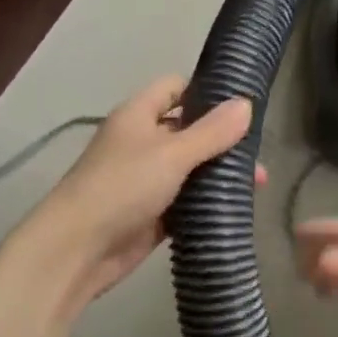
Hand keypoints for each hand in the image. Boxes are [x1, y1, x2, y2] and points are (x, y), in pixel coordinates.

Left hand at [29, 76, 256, 312]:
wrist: (78, 249)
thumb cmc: (122, 186)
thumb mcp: (171, 153)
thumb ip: (210, 131)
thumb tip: (246, 103)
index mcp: (138, 115)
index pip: (175, 87)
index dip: (205, 90)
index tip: (242, 102)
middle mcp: (141, 142)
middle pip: (187, 129)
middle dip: (221, 138)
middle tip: (259, 150)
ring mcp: (145, 179)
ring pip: (190, 168)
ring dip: (218, 173)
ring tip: (259, 182)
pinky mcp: (152, 214)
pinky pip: (185, 201)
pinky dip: (206, 203)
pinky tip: (237, 207)